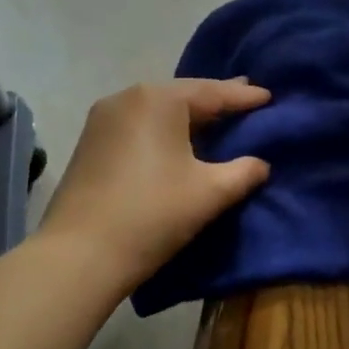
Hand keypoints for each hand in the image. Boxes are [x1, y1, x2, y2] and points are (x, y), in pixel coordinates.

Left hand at [38, 78, 271, 294]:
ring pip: (158, 110)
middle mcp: (128, 97)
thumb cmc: (152, 214)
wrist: (78, 256)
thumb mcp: (209, 193)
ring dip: (188, 116)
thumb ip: (243, 172)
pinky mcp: (90, 142)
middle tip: (247, 99)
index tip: (269, 97)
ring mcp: (103, 119)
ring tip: (216, 118)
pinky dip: (163, 129)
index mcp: (159, 100)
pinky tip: (178, 140)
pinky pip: (139, 125)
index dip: (243, 97)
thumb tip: (261, 164)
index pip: (212, 93)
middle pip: (182, 96)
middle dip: (215, 101)